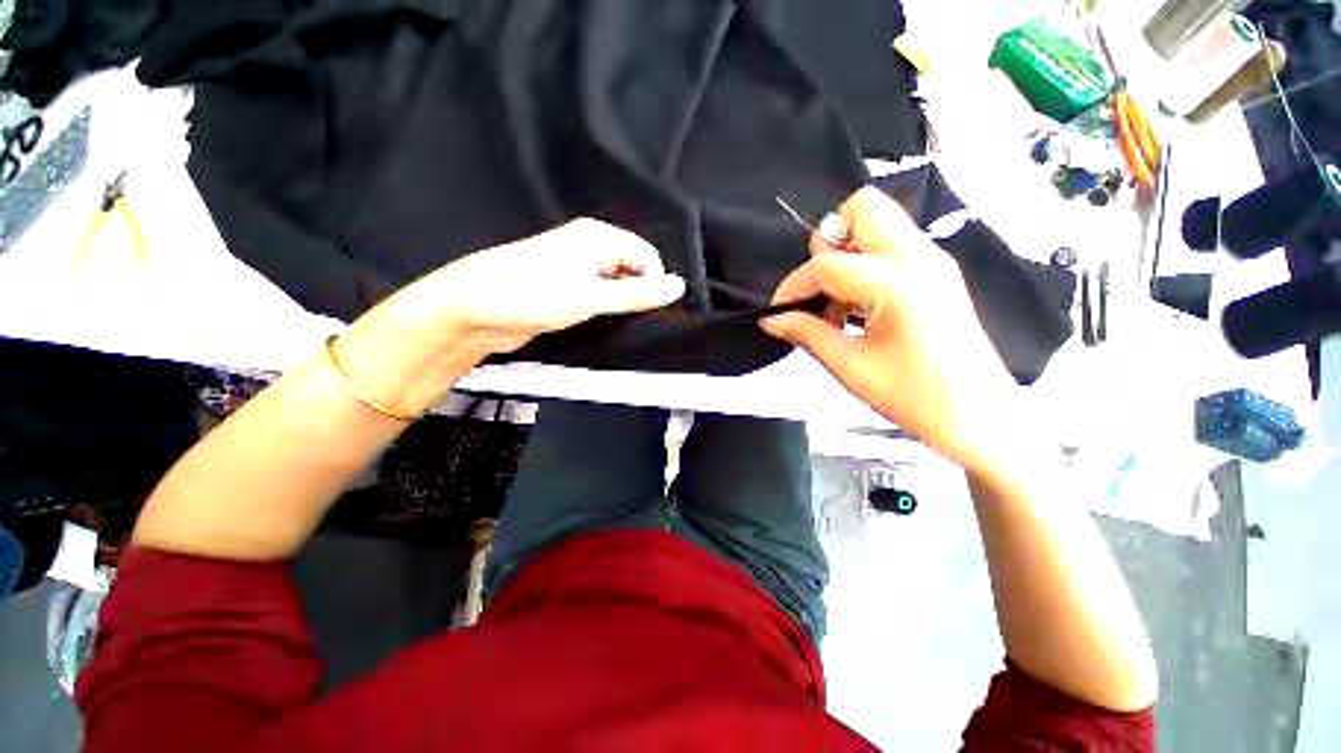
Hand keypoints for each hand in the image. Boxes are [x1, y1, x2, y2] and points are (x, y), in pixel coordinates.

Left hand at [336, 219, 684, 415]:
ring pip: (616, 284)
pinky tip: (605, 323)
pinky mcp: (566, 288)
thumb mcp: (592, 296)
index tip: (651, 311)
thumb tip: (679, 287)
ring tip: (622, 323)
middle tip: (637, 320)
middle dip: (640, 292)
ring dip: (623, 303)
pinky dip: (607, 308)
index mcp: (598, 237)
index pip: (647, 256)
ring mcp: (576, 269)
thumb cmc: (534, 294)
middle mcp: (589, 247)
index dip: (654, 282)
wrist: (473, 309)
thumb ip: (637, 294)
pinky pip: (599, 295)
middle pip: (632, 268)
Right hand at [761, 187, 1014, 468]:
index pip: (827, 263)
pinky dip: (863, 266)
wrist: (980, 418)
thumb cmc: (914, 397)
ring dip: (846, 255)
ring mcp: (933, 262)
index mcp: (898, 282)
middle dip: (828, 242)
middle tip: (818, 288)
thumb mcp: (850, 366)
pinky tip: (857, 309)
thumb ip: (807, 333)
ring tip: (836, 306)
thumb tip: (772, 318)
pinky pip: (891, 248)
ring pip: (878, 224)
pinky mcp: (937, 274)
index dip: (793, 286)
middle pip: (863, 208)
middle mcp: (919, 257)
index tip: (778, 311)